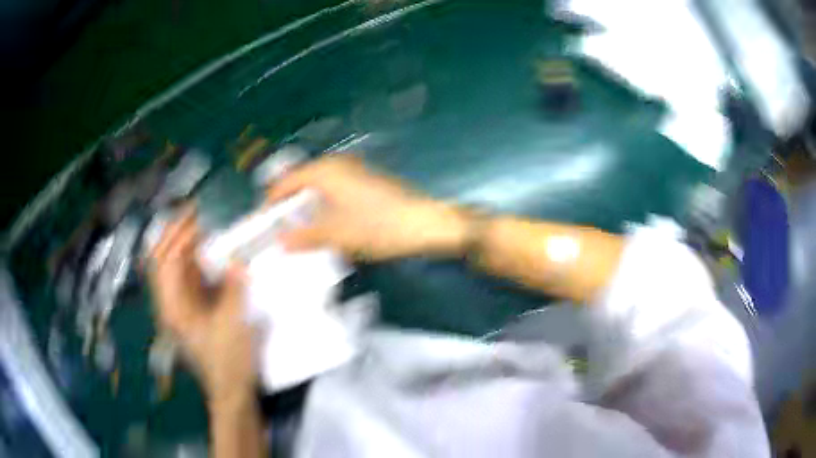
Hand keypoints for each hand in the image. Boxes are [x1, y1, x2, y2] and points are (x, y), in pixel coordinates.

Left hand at [147, 206, 256, 405]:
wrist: (231, 390)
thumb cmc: (229, 361)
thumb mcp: (233, 323)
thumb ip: (233, 289)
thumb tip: (237, 261)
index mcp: (173, 307)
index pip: (166, 261)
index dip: (179, 235)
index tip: (196, 215)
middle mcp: (169, 303)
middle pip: (162, 260)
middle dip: (175, 234)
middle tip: (195, 215)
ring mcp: (178, 307)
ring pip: (173, 268)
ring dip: (184, 245)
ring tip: (201, 226)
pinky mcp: (191, 311)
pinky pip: (187, 278)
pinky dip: (194, 262)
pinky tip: (208, 254)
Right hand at [267, 154, 467, 260]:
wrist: (425, 223)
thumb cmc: (377, 227)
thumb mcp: (336, 235)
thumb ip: (305, 236)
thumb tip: (281, 242)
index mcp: (325, 171)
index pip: (286, 182)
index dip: (272, 202)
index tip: (262, 223)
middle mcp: (338, 164)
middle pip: (302, 181)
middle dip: (289, 204)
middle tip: (279, 228)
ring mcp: (355, 170)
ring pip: (320, 186)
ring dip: (307, 205)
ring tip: (299, 230)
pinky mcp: (367, 180)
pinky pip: (335, 189)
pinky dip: (325, 205)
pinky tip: (326, 224)